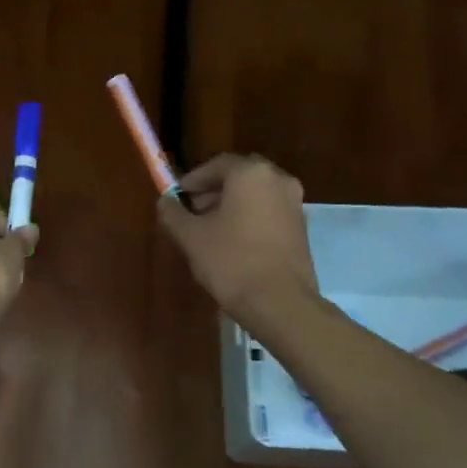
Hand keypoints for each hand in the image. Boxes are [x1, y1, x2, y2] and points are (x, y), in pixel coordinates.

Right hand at [157, 154, 320, 325]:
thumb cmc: (230, 262)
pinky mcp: (301, 228)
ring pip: (255, 195)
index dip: (193, 180)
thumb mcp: (190, 237)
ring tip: (209, 231)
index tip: (177, 197)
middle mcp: (278, 180)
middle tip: (192, 213)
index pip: (216, 165)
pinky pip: (269, 212)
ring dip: (231, 206)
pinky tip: (233, 244)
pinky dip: (249, 218)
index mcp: (250, 174)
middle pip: (238, 177)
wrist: (279, 302)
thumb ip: (173, 213)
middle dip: (212, 192)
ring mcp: (294, 204)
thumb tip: (165, 201)